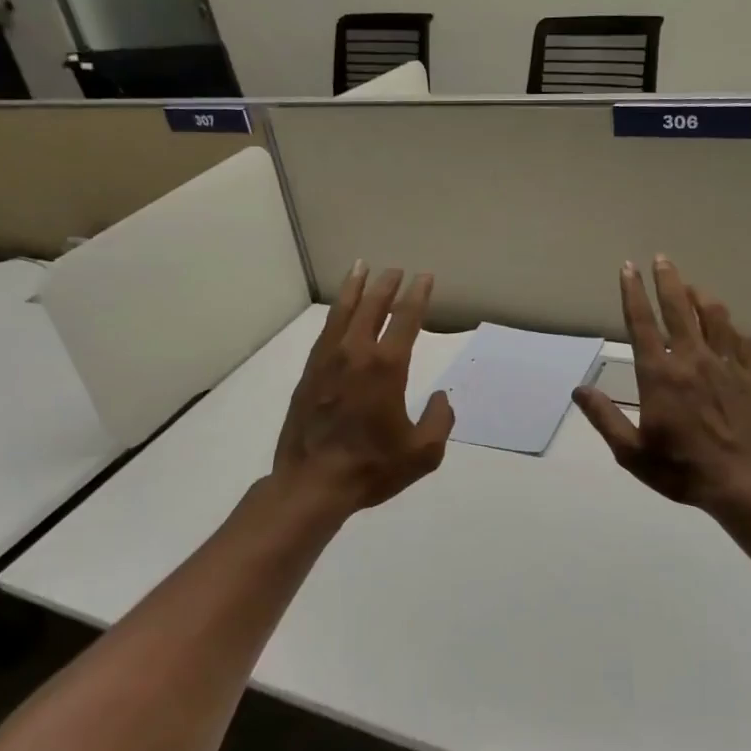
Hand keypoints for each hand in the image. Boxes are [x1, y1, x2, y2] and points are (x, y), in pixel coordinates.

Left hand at [272, 263, 453, 511]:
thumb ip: (440, 420)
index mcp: (386, 367)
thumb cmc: (371, 467)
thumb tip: (441, 398)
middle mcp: (356, 354)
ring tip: (361, 267)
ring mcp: (327, 361)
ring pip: (342, 312)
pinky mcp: (309, 373)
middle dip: (386, 284)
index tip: (424, 278)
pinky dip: (335, 313)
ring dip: (355, 288)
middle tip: (395, 270)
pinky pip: (325, 332)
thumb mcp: (423, 453)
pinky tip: (338, 310)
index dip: (417, 295)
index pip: (406, 319)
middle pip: (372, 306)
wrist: (312, 483)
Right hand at [572, 257, 750, 508]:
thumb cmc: (682, 469)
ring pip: (713, 317)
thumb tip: (579, 390)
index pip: (642, 323)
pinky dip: (731, 327)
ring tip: (691, 287)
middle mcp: (691, 360)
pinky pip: (741, 340)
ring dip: (700, 297)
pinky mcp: (750, 375)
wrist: (745, 482)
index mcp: (659, 375)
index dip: (633, 293)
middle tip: (662, 259)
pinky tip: (728, 326)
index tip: (628, 268)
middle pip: (678, 309)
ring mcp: (724, 365)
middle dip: (667, 280)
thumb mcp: (631, 452)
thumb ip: (604, 417)